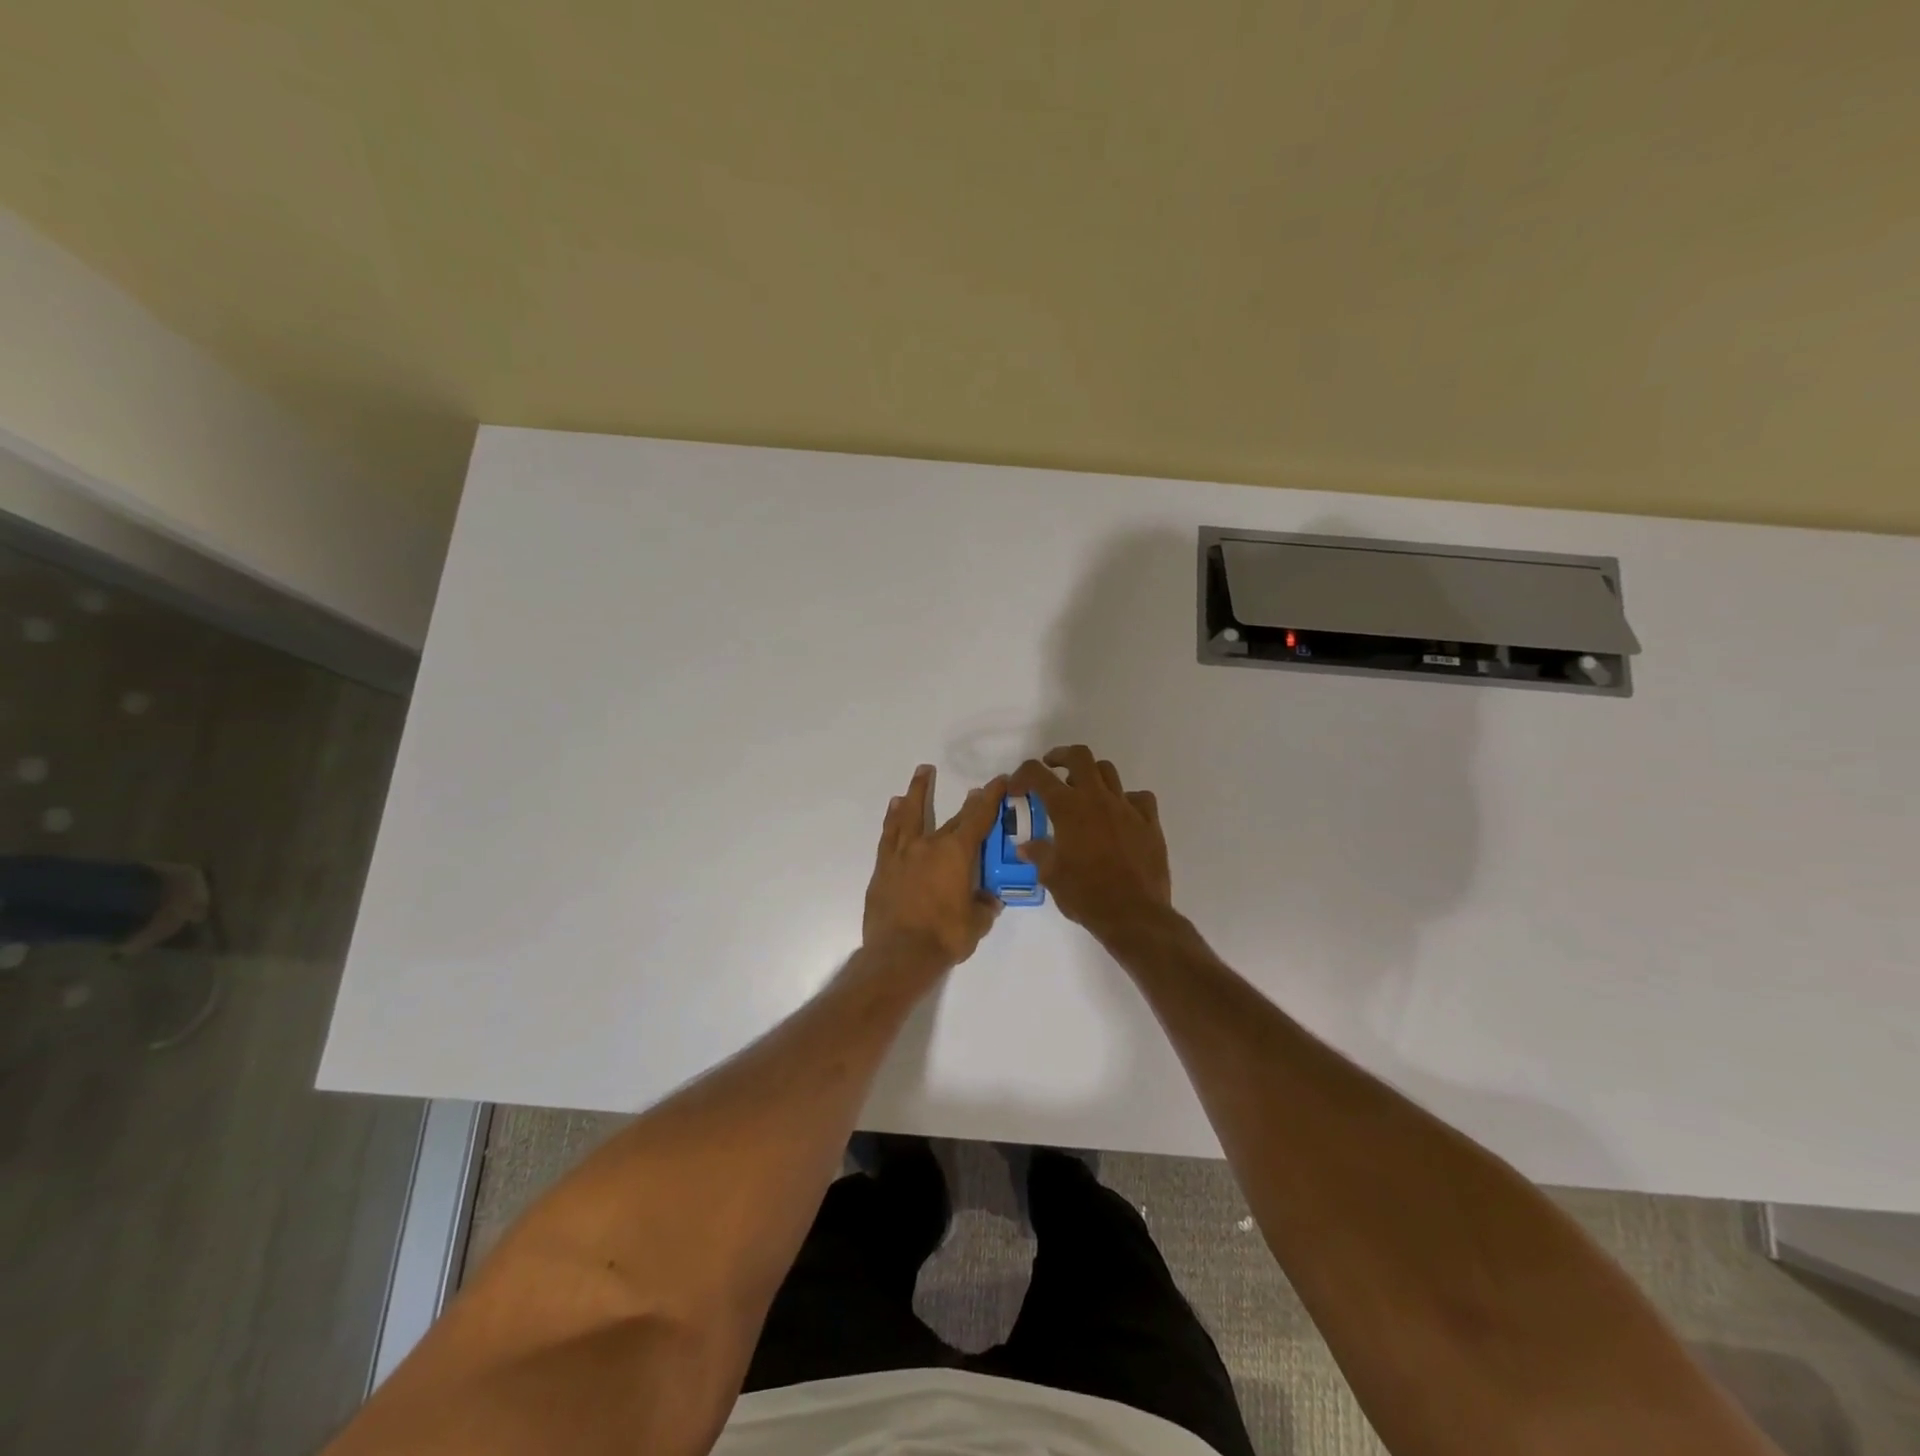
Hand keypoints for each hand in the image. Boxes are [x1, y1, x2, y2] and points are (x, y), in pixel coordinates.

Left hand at [862, 764, 1008, 967]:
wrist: (899, 954)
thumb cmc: (944, 937)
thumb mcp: (976, 924)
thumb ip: (984, 907)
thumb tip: (989, 900)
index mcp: (956, 853)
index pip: (978, 818)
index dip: (990, 798)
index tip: (997, 781)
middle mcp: (929, 845)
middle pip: (951, 818)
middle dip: (966, 803)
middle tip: (974, 791)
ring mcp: (902, 854)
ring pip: (910, 815)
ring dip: (917, 793)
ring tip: (919, 775)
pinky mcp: (883, 868)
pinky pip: (889, 835)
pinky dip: (893, 819)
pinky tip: (894, 809)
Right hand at [1010, 746, 1171, 940]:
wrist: (1135, 914)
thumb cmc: (1086, 895)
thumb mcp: (1052, 876)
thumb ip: (1039, 854)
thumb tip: (1026, 847)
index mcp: (1068, 809)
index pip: (1038, 774)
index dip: (1022, 775)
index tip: (1016, 788)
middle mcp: (1097, 799)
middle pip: (1080, 756)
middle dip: (1061, 757)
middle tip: (1053, 770)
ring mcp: (1127, 807)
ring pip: (1109, 772)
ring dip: (1092, 776)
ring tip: (1084, 793)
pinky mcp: (1149, 822)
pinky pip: (1139, 798)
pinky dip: (1126, 800)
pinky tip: (1120, 815)